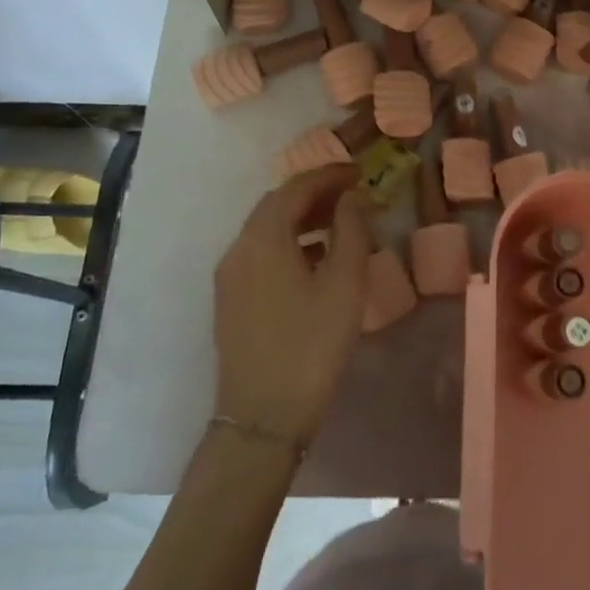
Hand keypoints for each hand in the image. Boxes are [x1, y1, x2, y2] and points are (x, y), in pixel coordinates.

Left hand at [212, 165, 370, 447]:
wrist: (262, 418)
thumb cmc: (311, 345)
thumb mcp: (344, 284)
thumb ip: (351, 230)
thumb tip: (351, 198)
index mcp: (263, 238)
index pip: (295, 188)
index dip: (329, 175)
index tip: (359, 171)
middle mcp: (238, 248)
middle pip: (276, 205)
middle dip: (314, 193)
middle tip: (351, 193)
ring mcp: (229, 276)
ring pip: (266, 229)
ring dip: (301, 218)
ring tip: (339, 223)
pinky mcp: (230, 300)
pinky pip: (260, 253)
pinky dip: (288, 242)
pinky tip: (315, 259)